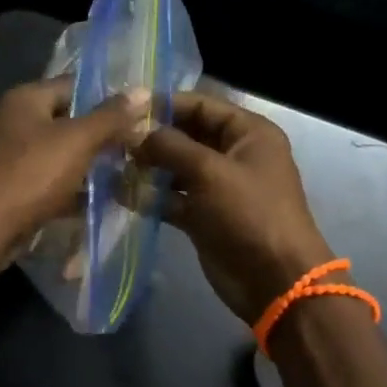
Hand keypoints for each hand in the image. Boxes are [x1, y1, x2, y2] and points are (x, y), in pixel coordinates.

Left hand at [0, 78, 150, 269]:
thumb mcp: (78, 140)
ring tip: (119, 174)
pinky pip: (43, 178)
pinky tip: (92, 200)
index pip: (72, 85)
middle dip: (97, 134)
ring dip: (83, 163)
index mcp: (24, 98)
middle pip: (63, 119)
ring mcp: (3, 154)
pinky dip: (66, 186)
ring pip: (54, 151)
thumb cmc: (32, 173)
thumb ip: (111, 116)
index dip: (105, 97)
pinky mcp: (3, 185)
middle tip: (131, 147)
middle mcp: (9, 119)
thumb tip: (143, 90)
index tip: (135, 114)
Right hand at [135, 91, 332, 323]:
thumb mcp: (209, 171)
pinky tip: (119, 193)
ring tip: (110, 165)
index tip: (125, 108)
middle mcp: (234, 154)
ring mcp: (219, 186)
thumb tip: (133, 131)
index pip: (201, 105)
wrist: (276, 282)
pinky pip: (173, 198)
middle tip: (112, 140)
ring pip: (176, 168)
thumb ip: (169, 145)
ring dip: (147, 167)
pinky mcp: (205, 216)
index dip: (165, 104)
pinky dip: (151, 196)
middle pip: (186, 135)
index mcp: (248, 133)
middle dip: (151, 138)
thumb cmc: (249, 214)